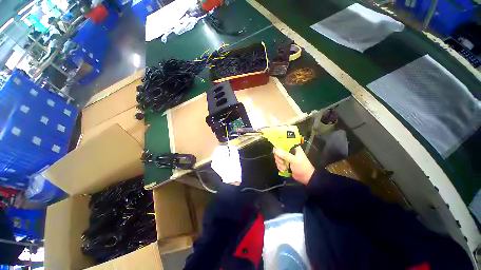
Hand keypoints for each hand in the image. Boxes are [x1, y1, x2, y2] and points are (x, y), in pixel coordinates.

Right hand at [273, 146, 314, 184]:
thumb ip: (285, 155)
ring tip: (285, 168)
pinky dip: (280, 167)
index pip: (282, 144)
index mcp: (292, 148)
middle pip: (278, 152)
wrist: (306, 177)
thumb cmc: (302, 167)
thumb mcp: (294, 160)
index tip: (276, 152)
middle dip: (279, 158)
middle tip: (282, 162)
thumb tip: (275, 150)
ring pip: (277, 158)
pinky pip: (278, 163)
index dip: (278, 148)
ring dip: (280, 164)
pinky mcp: (285, 163)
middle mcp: (289, 151)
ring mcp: (286, 158)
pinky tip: (284, 170)